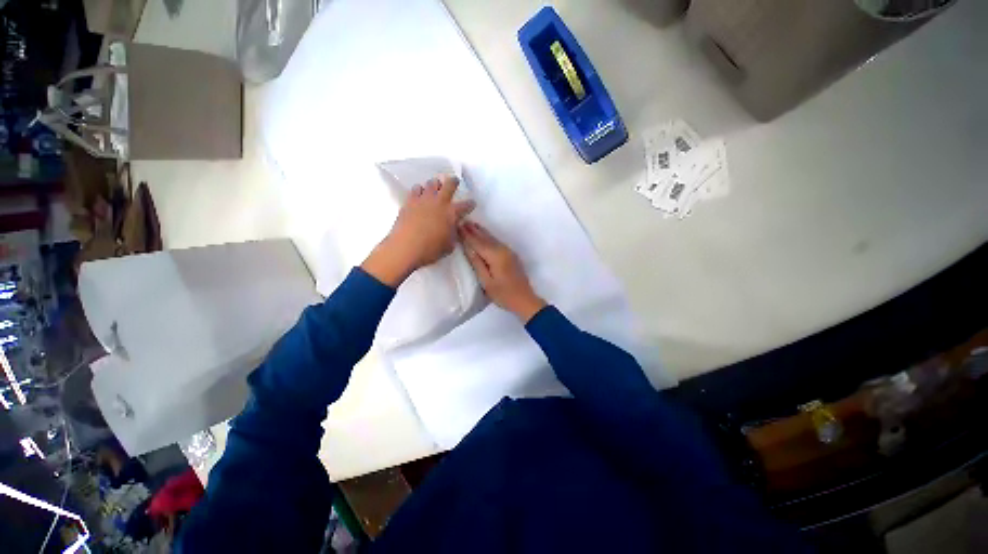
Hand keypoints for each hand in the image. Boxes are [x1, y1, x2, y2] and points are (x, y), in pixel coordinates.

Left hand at [362, 174, 474, 286]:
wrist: (406, 248)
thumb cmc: (431, 250)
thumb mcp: (450, 245)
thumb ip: (454, 233)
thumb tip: (453, 228)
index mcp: (452, 213)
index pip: (466, 205)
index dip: (470, 204)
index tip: (472, 203)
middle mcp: (440, 202)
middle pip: (449, 184)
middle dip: (453, 182)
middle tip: (454, 182)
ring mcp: (424, 199)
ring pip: (432, 183)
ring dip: (435, 185)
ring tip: (435, 188)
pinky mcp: (410, 201)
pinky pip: (416, 189)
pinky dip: (420, 190)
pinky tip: (420, 194)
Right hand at [459, 221, 546, 321]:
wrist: (525, 300)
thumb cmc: (503, 294)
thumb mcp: (486, 281)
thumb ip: (477, 263)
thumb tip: (468, 247)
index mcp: (495, 256)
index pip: (478, 242)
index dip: (467, 234)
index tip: (457, 225)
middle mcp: (503, 250)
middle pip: (485, 238)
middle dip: (473, 229)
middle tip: (462, 220)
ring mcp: (508, 252)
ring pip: (492, 239)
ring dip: (481, 231)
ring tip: (471, 224)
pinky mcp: (511, 256)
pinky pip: (497, 242)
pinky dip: (488, 237)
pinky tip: (484, 236)